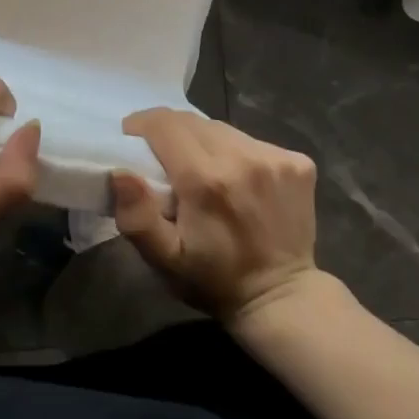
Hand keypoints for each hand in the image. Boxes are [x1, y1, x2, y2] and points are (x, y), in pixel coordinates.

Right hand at [111, 109, 320, 320]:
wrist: (281, 298)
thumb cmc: (213, 280)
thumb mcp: (164, 259)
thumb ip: (137, 217)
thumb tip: (120, 172)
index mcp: (205, 180)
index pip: (164, 124)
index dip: (141, 124)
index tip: (131, 138)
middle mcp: (243, 158)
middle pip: (192, 121)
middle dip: (169, 132)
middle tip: (161, 158)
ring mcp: (276, 158)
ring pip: (222, 129)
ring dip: (202, 141)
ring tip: (198, 169)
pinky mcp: (298, 163)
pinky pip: (251, 141)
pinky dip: (235, 152)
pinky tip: (236, 179)